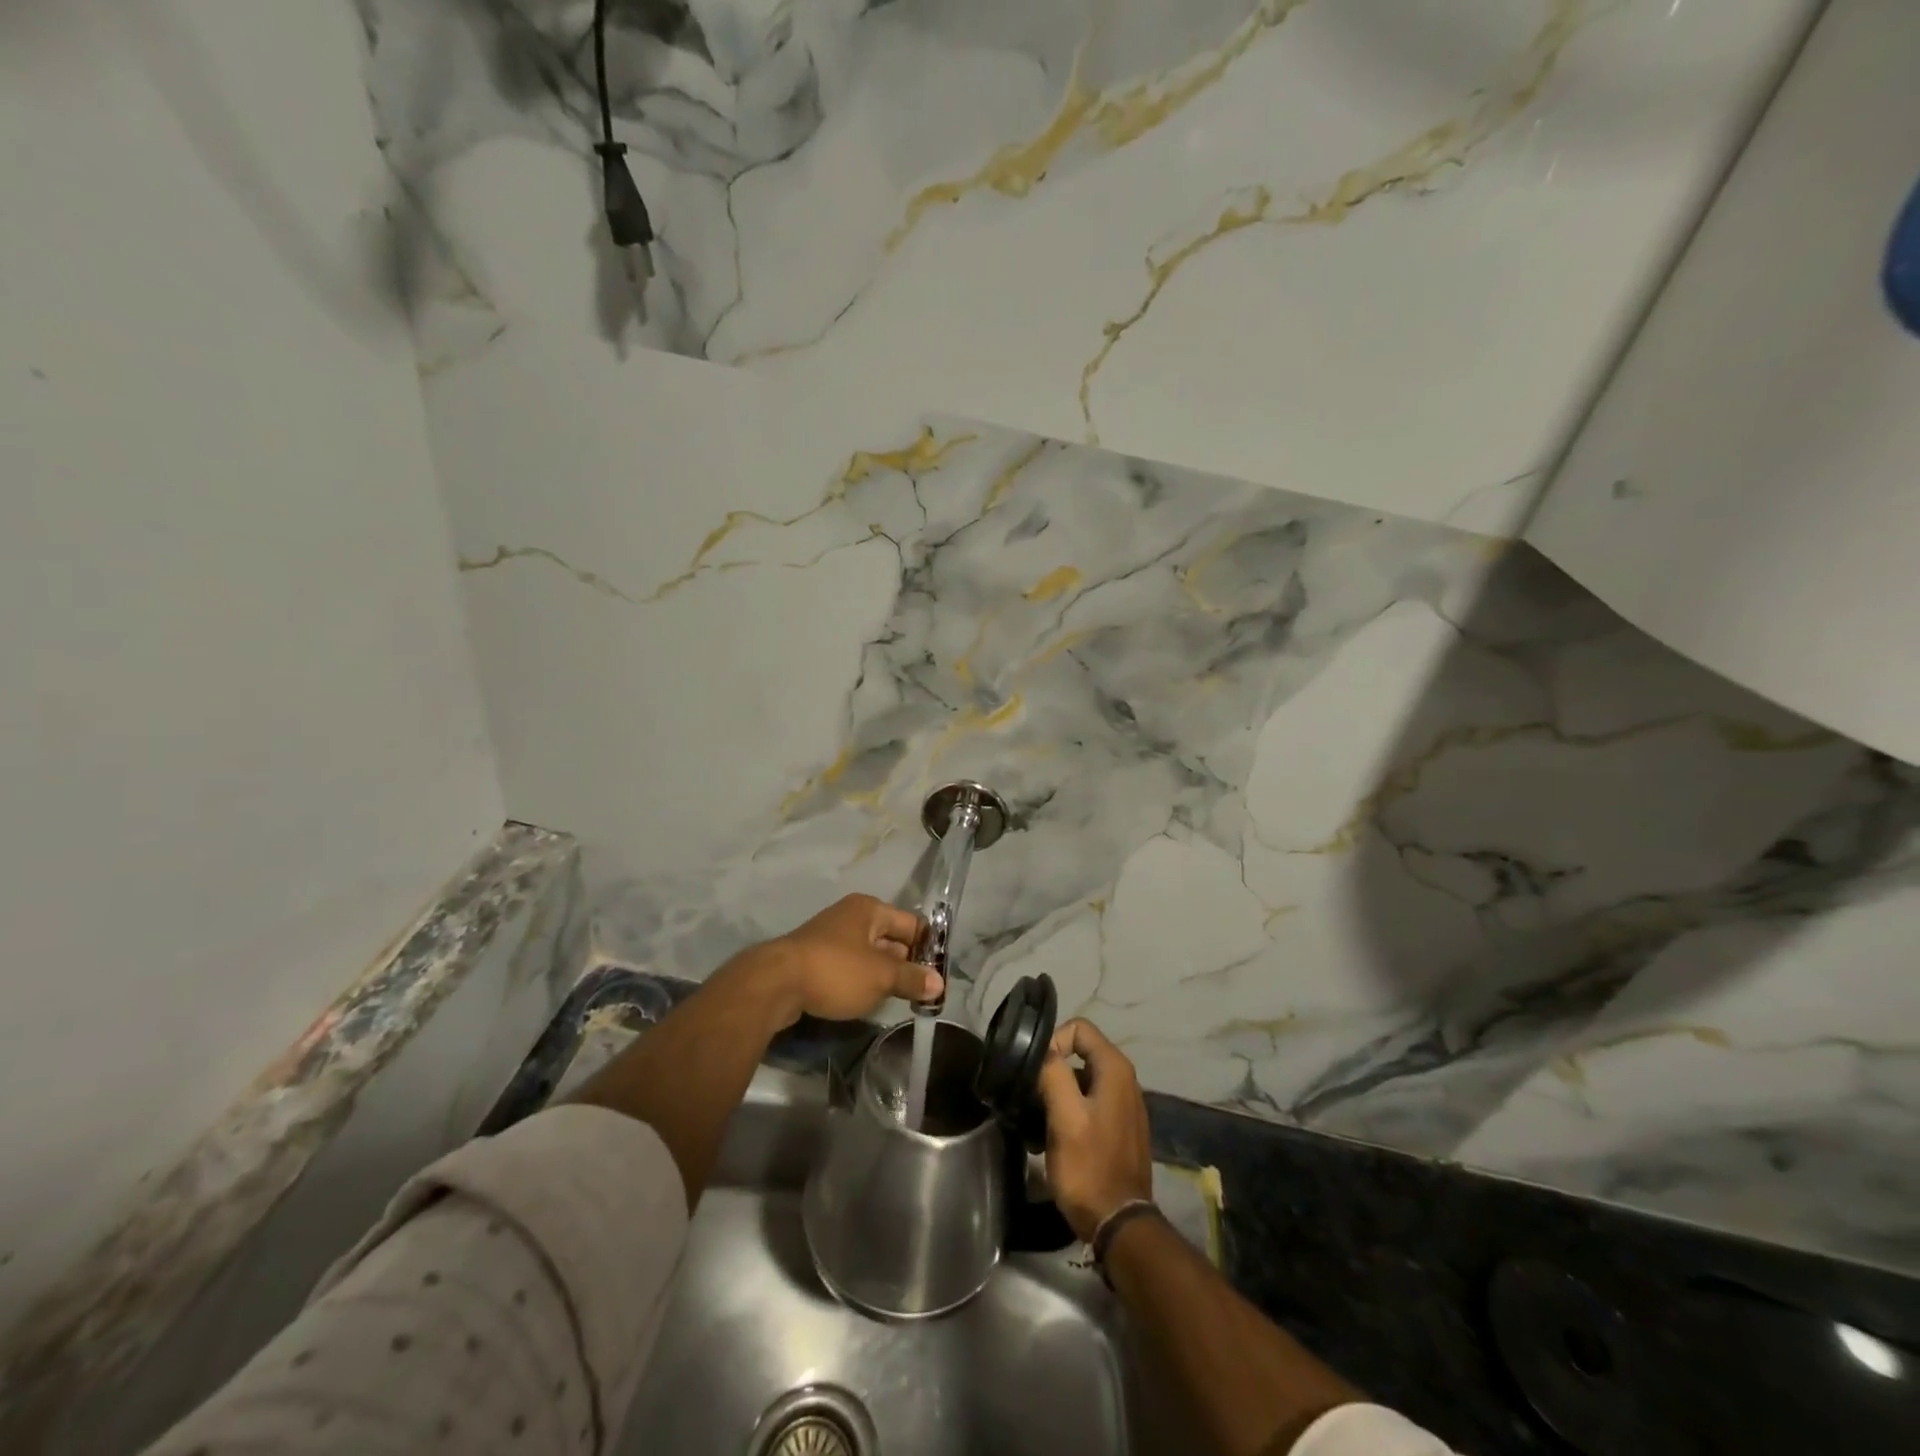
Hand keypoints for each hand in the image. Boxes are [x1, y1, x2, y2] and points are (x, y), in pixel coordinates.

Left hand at [759, 894, 938, 1026]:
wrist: (776, 984)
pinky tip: (868, 1000)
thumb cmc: (836, 970)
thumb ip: (912, 978)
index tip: (939, 976)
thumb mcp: (881, 976)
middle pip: (891, 938)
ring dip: (885, 975)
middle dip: (907, 963)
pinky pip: (850, 967)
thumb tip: (939, 983)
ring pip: (870, 955)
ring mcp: (831, 937)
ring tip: (900, 999)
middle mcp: (851, 916)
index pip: (912, 924)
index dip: (928, 948)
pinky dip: (862, 981)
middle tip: (923, 992)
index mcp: (870, 909)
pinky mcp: (816, 959)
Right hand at [1036, 1018, 1153, 1242]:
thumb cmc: (1089, 1167)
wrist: (1119, 1224)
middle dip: (1052, 1069)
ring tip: (1037, 1120)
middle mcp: (1125, 1080)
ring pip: (1081, 1079)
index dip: (1053, 1042)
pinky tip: (1053, 1137)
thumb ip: (1053, 1073)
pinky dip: (1070, 1110)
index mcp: (1115, 1069)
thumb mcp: (1064, 1117)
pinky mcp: (1119, 1127)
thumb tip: (1042, 1049)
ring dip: (1057, 1093)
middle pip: (1080, 1053)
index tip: (1035, 1072)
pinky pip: (1089, 1102)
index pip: (1079, 1028)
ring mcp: (1124, 1105)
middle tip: (1031, 1096)